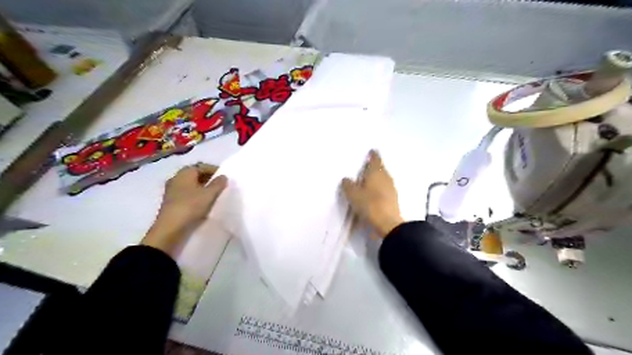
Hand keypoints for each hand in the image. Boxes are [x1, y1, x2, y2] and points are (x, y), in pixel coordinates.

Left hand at [142, 163, 226, 255]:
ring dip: (202, 188)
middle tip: (220, 185)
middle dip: (208, 178)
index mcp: (185, 172)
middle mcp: (176, 178)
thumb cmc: (190, 206)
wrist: (170, 229)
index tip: (224, 177)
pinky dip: (195, 195)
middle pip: (195, 174)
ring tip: (213, 195)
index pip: (202, 166)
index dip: (214, 170)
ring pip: (190, 185)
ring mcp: (172, 190)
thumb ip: (218, 184)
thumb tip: (223, 176)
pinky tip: (203, 203)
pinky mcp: (171, 202)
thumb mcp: (209, 194)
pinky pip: (186, 194)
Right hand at [344, 150, 401, 237]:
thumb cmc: (369, 204)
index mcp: (376, 172)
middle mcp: (386, 177)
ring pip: (383, 178)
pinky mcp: (393, 199)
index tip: (371, 150)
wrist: (387, 223)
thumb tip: (346, 179)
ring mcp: (391, 188)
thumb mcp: (353, 194)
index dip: (373, 154)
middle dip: (374, 166)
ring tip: (367, 180)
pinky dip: (379, 188)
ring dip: (376, 178)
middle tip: (365, 166)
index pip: (375, 158)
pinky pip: (384, 188)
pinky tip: (373, 192)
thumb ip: (348, 184)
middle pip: (380, 168)